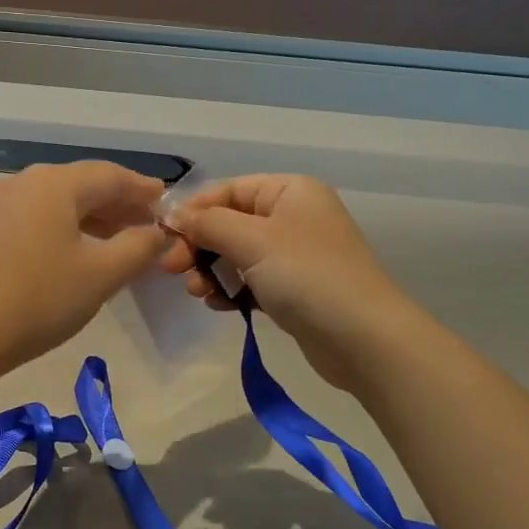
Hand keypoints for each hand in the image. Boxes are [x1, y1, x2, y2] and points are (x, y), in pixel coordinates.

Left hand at [0, 161, 167, 374]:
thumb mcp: (100, 275)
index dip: (142, 188)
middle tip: (146, 224)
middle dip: (117, 203)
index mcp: (53, 184)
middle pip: (80, 184)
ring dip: (90, 217)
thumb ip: (137, 248)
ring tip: (116, 240)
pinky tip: (73, 253)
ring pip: (55, 202)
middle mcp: (23, 183)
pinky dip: (62, 228)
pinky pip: (33, 217)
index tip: (165, 203)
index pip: (109, 175)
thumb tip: (156, 232)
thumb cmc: (38, 299)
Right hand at [158, 174, 404, 388]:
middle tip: (173, 270)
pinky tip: (220, 306)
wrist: (363, 339)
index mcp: (289, 191)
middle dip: (199, 245)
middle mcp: (292, 216)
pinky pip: (249, 281)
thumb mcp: (251, 240)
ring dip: (210, 271)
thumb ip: (207, 223)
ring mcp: (293, 255)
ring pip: (235, 254)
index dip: (194, 210)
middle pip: (229, 222)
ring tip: (199, 293)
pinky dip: (230, 290)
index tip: (165, 235)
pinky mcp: (292, 289)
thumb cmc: (307, 275)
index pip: (228, 190)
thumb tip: (173, 214)